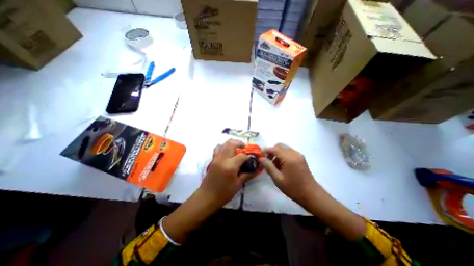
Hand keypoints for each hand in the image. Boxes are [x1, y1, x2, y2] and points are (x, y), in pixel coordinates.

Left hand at [198, 139, 260, 206]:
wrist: (206, 197)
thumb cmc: (224, 193)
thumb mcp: (238, 184)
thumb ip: (247, 174)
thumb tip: (256, 169)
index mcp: (230, 166)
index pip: (242, 156)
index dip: (248, 157)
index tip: (250, 160)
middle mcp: (222, 159)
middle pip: (231, 144)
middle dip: (239, 143)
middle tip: (244, 147)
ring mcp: (216, 158)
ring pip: (223, 144)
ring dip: (231, 143)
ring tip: (236, 148)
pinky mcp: (212, 160)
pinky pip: (218, 149)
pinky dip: (223, 147)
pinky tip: (227, 153)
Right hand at [258, 143, 319, 206]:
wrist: (311, 195)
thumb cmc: (293, 188)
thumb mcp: (278, 179)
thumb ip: (268, 166)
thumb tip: (260, 158)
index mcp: (289, 158)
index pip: (275, 149)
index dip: (266, 150)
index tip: (260, 155)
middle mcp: (294, 153)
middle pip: (279, 146)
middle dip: (272, 151)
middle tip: (267, 161)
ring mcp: (299, 155)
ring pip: (284, 148)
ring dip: (277, 153)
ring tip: (275, 165)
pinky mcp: (301, 158)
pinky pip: (289, 152)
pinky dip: (283, 155)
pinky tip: (282, 165)